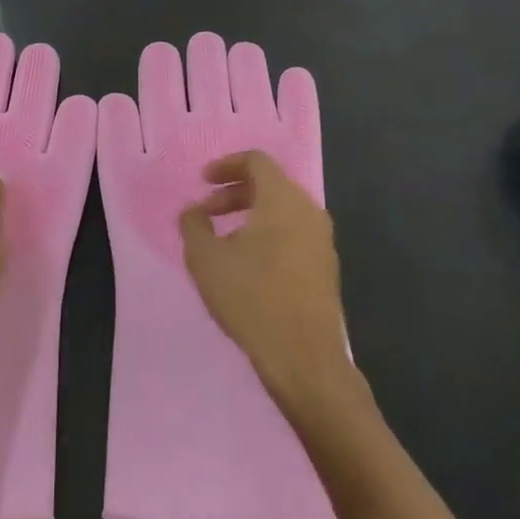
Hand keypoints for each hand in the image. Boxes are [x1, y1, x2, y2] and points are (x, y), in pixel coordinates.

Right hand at [179, 150, 351, 414]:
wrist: (304, 357)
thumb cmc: (251, 298)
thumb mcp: (205, 259)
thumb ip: (193, 225)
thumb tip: (193, 211)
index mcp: (282, 199)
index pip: (256, 161)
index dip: (225, 165)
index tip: (202, 182)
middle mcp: (308, 211)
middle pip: (270, 184)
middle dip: (234, 193)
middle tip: (207, 214)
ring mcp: (322, 240)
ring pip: (283, 211)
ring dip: (251, 215)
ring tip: (224, 240)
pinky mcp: (326, 267)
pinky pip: (294, 233)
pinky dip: (269, 234)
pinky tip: (249, 265)